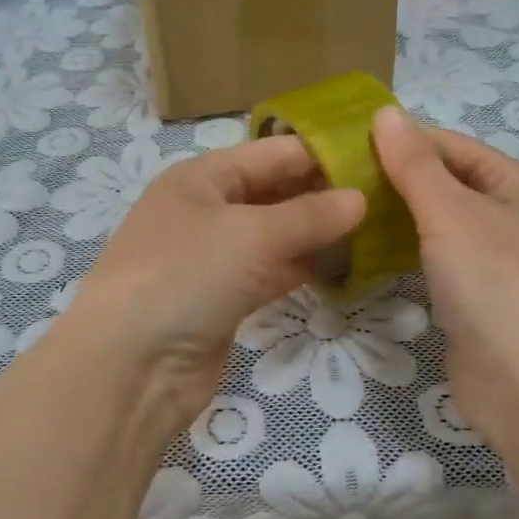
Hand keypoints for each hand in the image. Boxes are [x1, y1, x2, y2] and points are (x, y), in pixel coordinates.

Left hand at [66, 135, 365, 433]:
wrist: (131, 366)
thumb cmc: (187, 275)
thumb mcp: (252, 234)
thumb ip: (310, 215)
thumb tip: (361, 198)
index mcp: (202, 177)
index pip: (272, 152)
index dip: (323, 154)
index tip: (379, 159)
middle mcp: (206, 210)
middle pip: (275, 192)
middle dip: (324, 195)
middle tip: (387, 199)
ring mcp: (214, 257)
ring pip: (276, 236)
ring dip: (318, 235)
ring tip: (377, 232)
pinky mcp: (225, 299)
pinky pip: (272, 273)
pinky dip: (303, 270)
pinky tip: (344, 269)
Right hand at [372, 106, 518, 453]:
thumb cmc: (494, 281)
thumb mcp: (451, 211)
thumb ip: (415, 164)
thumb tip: (385, 114)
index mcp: (517, 183)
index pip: (451, 145)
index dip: (401, 140)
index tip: (343, 144)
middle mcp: (510, 216)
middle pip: (444, 184)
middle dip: (394, 180)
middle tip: (334, 180)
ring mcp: (494, 261)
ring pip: (437, 225)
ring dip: (396, 218)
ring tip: (342, 211)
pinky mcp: (475, 298)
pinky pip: (434, 262)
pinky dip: (404, 254)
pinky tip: (365, 253)